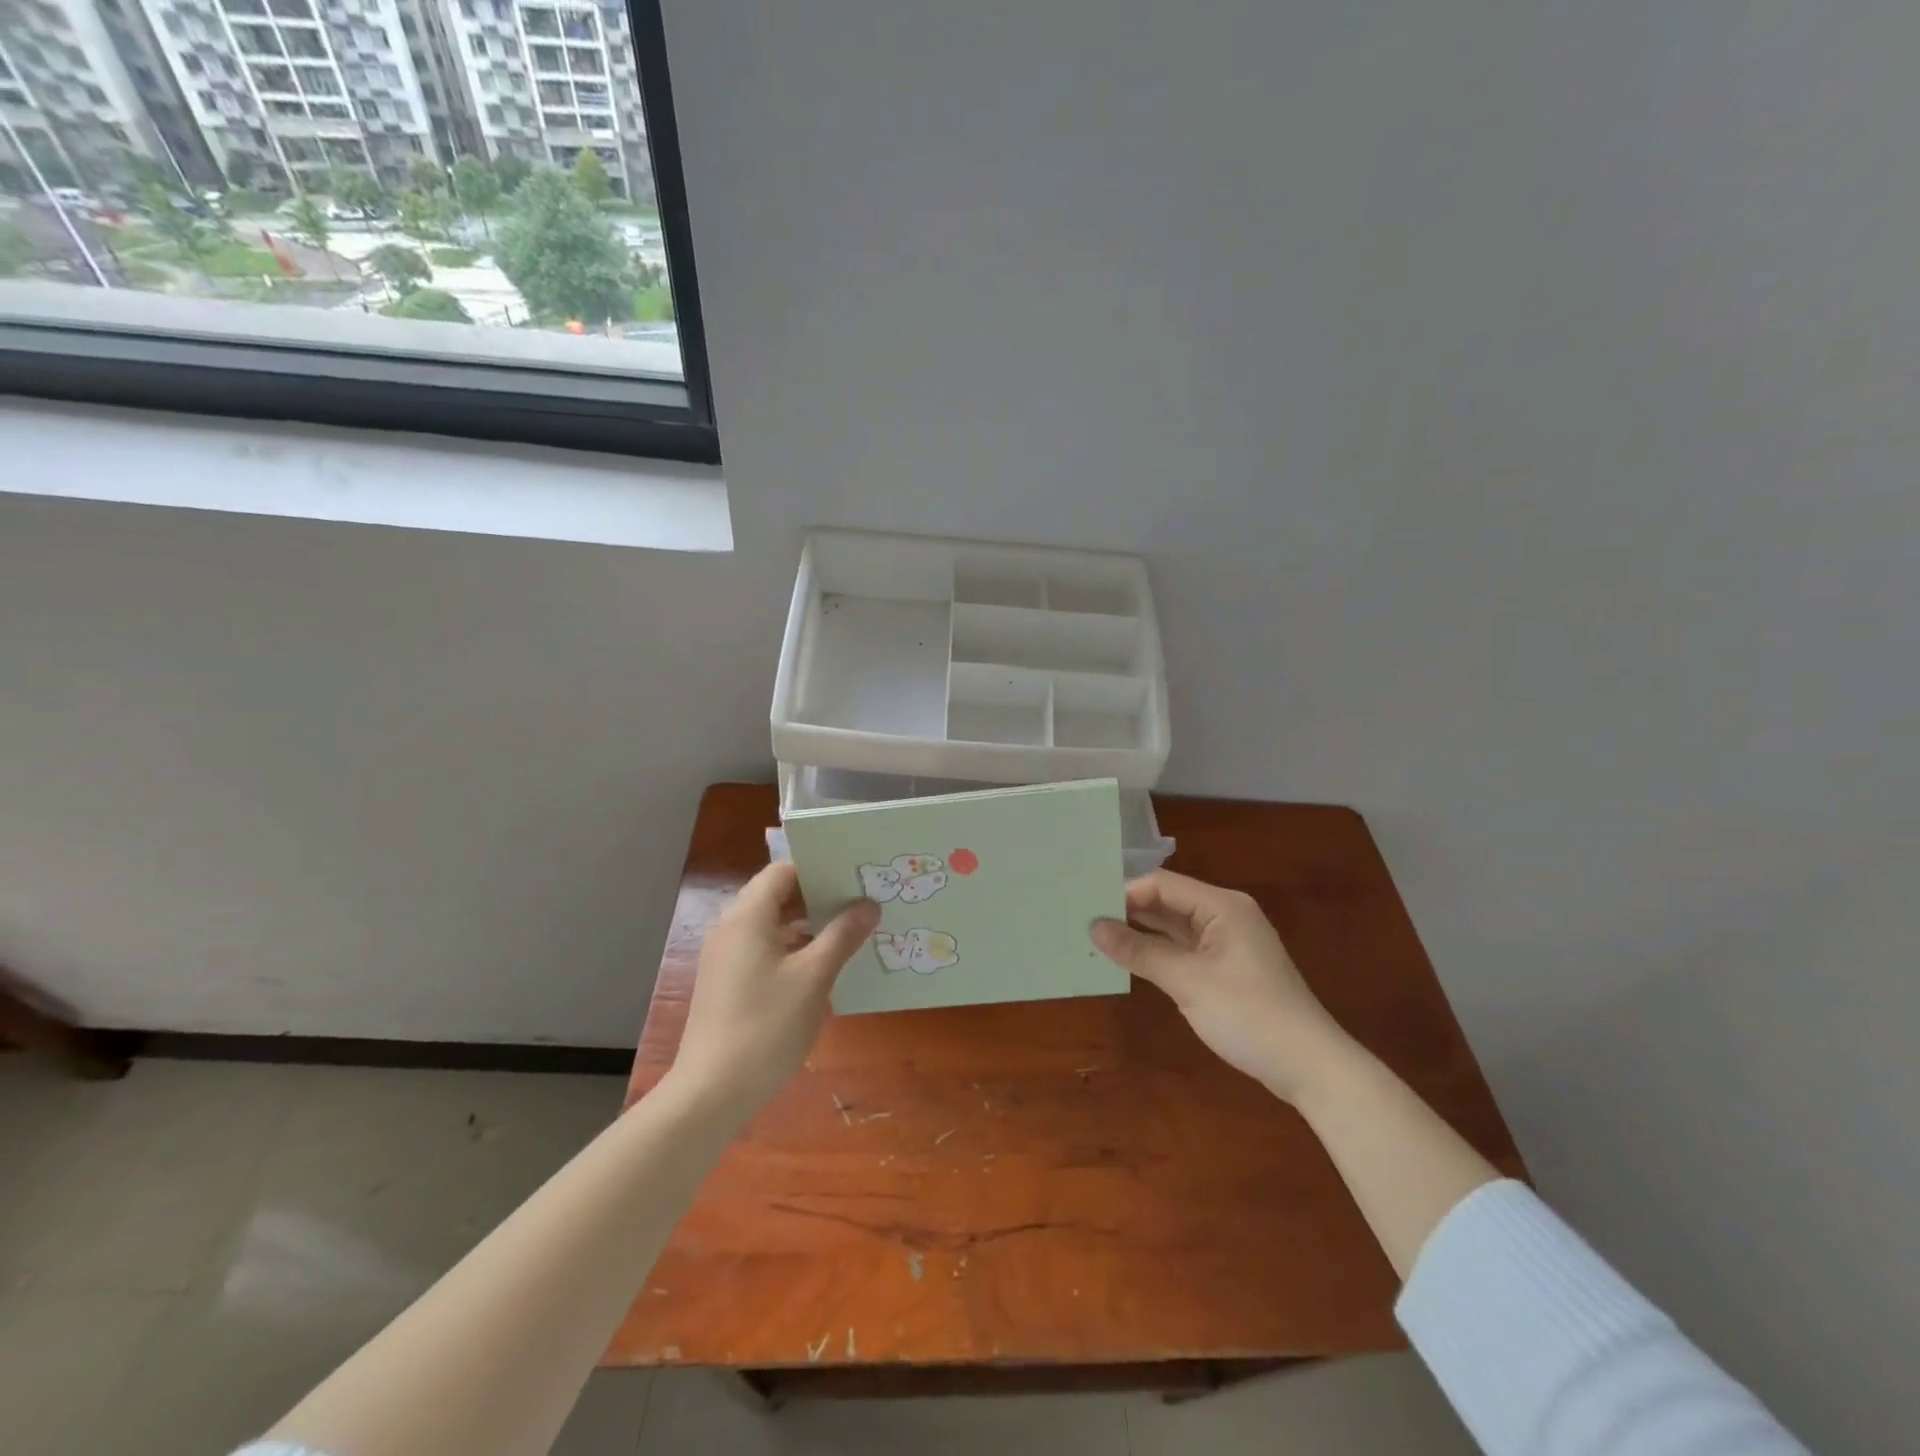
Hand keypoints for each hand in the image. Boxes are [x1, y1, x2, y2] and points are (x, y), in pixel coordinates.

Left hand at [666, 862, 879, 1119]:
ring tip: (850, 932)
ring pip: (773, 925)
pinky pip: (765, 949)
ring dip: (808, 925)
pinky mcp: (728, 982)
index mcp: (748, 916)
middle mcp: (732, 928)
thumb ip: (842, 936)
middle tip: (860, 903)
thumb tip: (869, 905)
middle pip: (777, 895)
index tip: (853, 878)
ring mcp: (727, 957)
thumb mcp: (814, 978)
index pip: (783, 871)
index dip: (818, 870)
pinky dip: (793, 948)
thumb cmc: (766, 1026)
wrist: (711, 1092)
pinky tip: (823, 966)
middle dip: (818, 897)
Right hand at [1092, 870, 1352, 1101]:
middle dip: (1129, 911)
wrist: (1310, 1066)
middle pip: (1168, 901)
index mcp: (1221, 906)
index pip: (1162, 884)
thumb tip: (1095, 928)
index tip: (1087, 909)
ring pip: (1174, 926)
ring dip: (1141, 933)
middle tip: (1084, 921)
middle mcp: (1224, 915)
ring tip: (1097, 939)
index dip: (1125, 893)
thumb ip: (1140, 951)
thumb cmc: (1249, 1015)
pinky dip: (1158, 952)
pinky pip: (1184, 948)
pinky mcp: (1226, 967)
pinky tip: (1129, 960)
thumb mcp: (1189, 982)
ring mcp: (1227, 942)